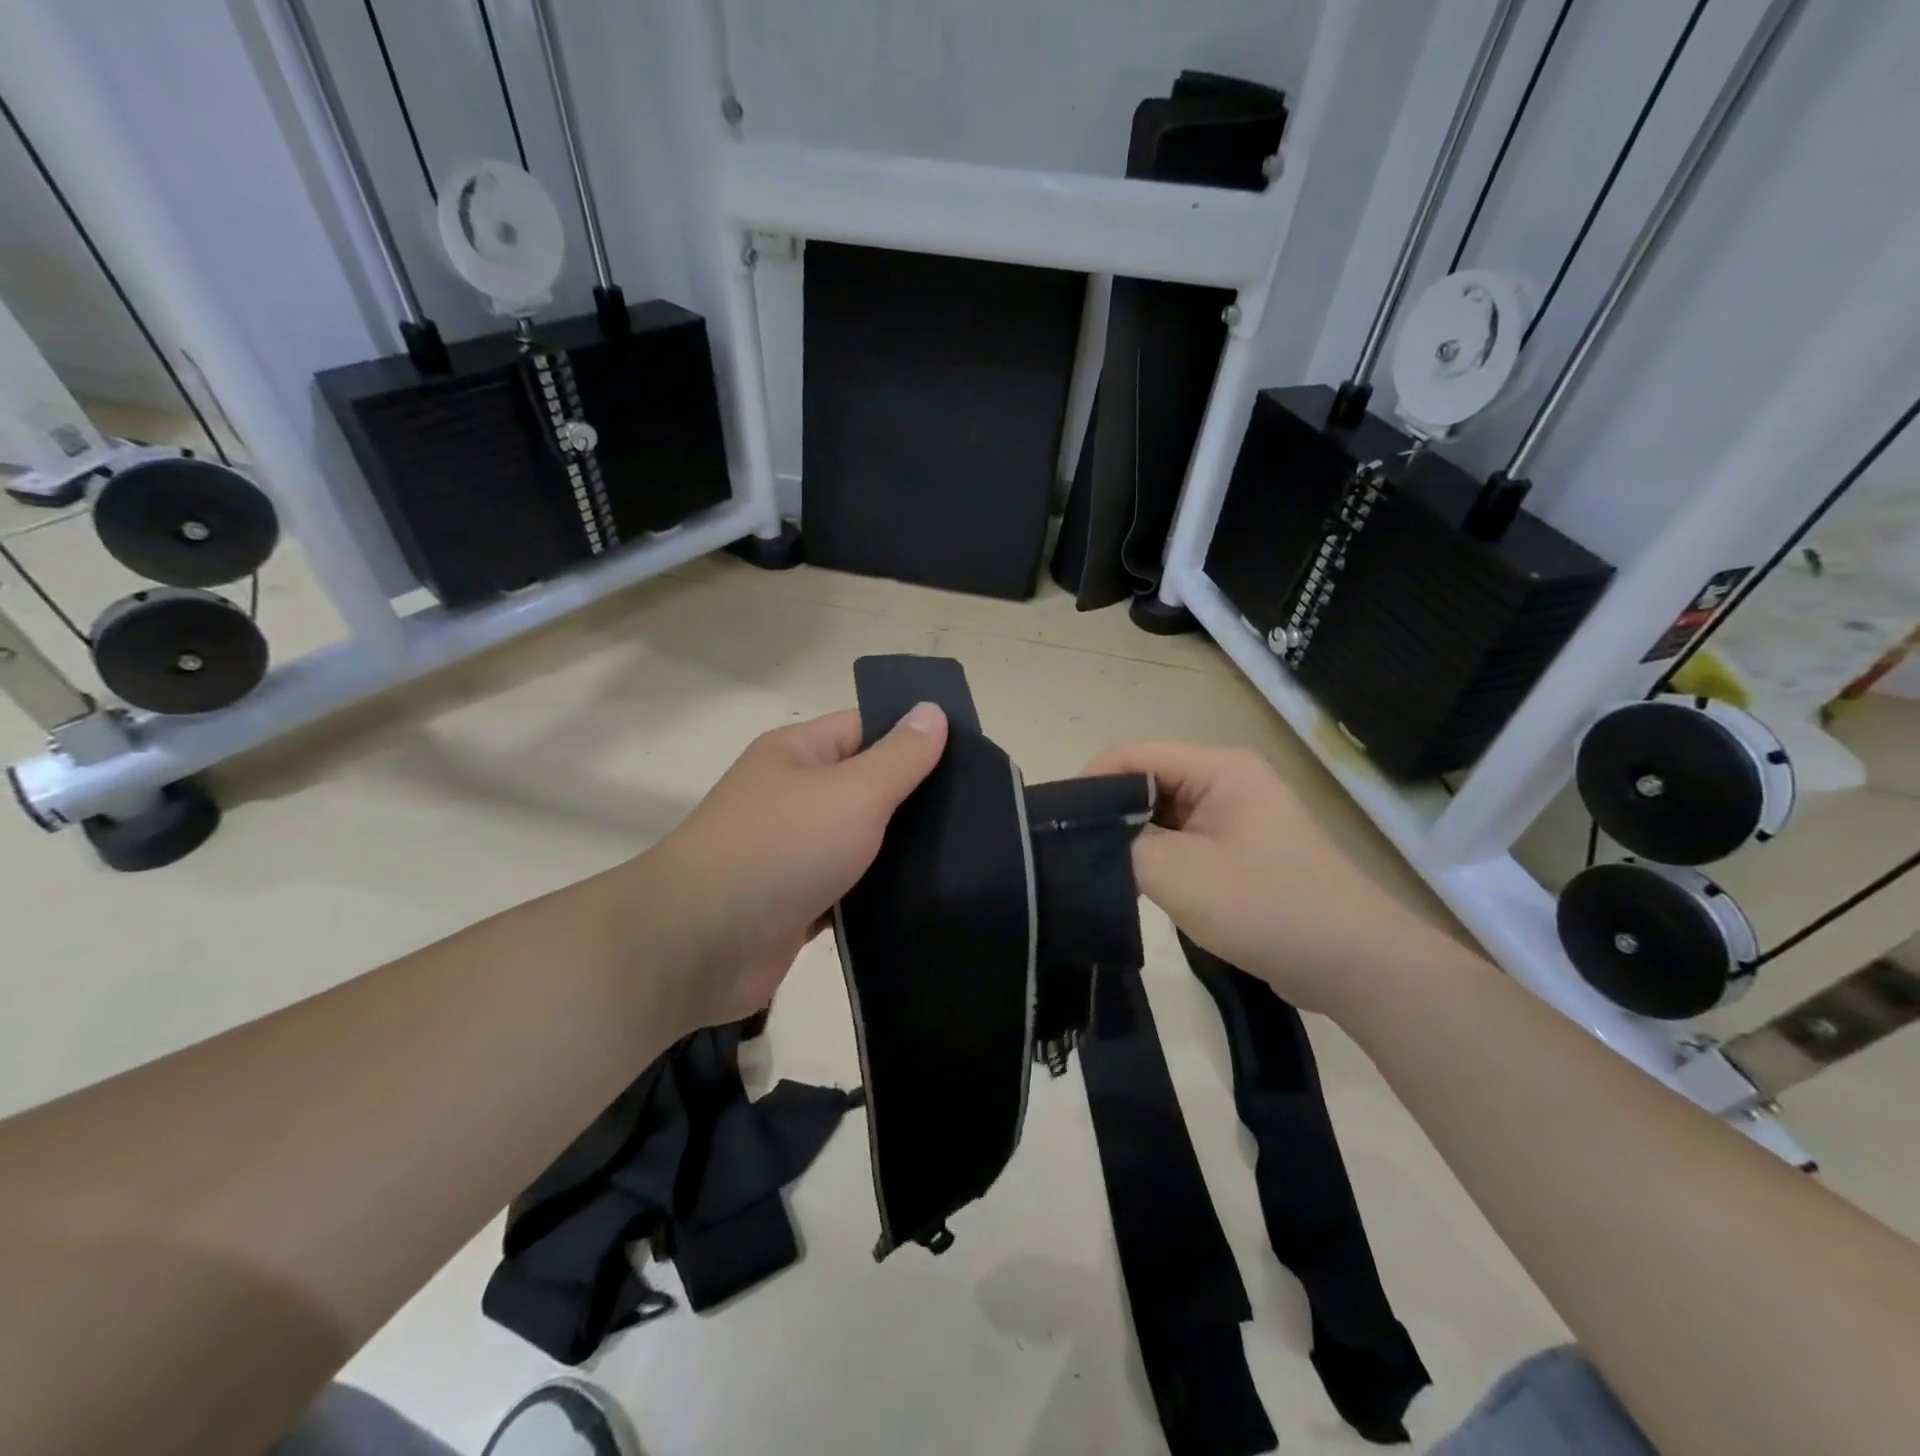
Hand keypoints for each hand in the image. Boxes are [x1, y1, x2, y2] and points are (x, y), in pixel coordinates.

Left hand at [636, 703, 947, 1033]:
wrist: (699, 945)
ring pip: (863, 842)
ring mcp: (794, 852)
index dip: (917, 737)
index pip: (867, 728)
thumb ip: (899, 756)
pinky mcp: (798, 903)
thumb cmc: (781, 848)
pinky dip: (880, 893)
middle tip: (980, 813)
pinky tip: (929, 897)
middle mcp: (794, 796)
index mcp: (799, 754)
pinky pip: (851, 889)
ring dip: (903, 851)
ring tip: (967, 855)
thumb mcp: (852, 791)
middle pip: (868, 787)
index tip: (972, 757)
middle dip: (917, 799)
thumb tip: (931, 710)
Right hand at [1085, 741, 1442, 1013]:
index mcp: (1219, 769)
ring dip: (1135, 840)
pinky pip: (1186, 841)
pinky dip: (1159, 858)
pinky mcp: (1242, 851)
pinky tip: (1138, 885)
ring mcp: (1238, 817)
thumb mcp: (1180, 874)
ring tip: (1098, 869)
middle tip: (1071, 851)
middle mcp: (1228, 781)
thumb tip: (1093, 838)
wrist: (1355, 964)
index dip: (1091, 781)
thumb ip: (1125, 846)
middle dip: (1111, 813)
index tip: (1057, 821)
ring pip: (1165, 815)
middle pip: (1149, 782)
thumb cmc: (1267, 906)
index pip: (1135, 755)